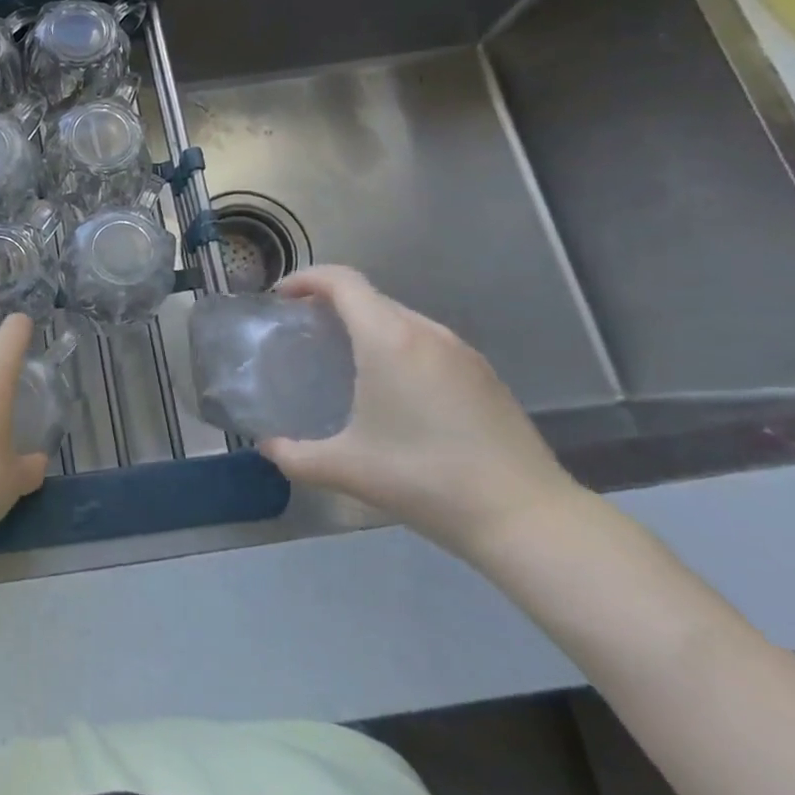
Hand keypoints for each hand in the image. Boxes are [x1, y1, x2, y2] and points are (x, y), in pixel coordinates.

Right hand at [256, 266, 581, 561]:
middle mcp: (426, 332)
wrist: (526, 516)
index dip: (306, 278)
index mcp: (389, 339)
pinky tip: (395, 390)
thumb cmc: (426, 479)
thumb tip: (267, 447)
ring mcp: (461, 352)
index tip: (281, 298)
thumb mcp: (348, 469)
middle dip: (331, 304)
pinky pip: (427, 342)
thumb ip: (295, 456)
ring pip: (401, 319)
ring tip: (345, 359)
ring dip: (366, 325)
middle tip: (305, 333)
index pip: (342, 281)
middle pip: (370, 297)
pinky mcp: (484, 375)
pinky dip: (398, 346)